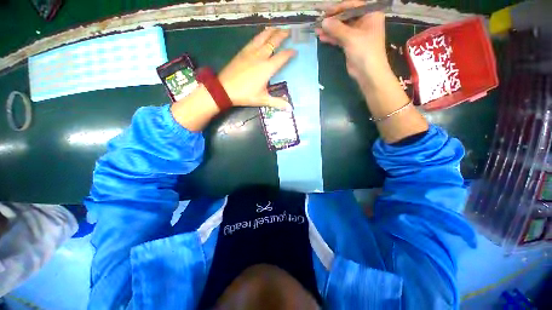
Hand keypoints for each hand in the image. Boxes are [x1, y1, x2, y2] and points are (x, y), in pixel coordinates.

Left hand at [219, 28, 296, 110]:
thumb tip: (290, 108)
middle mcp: (260, 56)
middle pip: (273, 41)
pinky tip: (261, 35)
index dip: (290, 53)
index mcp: (267, 68)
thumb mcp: (262, 100)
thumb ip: (277, 102)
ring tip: (277, 28)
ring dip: (271, 31)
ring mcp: (250, 52)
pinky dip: (260, 35)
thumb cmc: (245, 95)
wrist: (225, 89)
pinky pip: (253, 40)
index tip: (295, 51)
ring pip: (263, 37)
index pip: (282, 57)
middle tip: (289, 31)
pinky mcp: (242, 52)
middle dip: (282, 35)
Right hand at [315, 0, 388, 86]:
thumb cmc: (365, 51)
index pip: (352, 6)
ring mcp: (357, 34)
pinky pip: (340, 38)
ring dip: (330, 30)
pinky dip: (332, 38)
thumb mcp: (351, 37)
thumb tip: (323, 21)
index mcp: (370, 14)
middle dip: (332, 20)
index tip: (325, 12)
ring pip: (341, 29)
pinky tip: (322, 37)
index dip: (338, 8)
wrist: (368, 72)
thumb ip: (336, 28)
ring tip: (317, 30)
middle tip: (319, 21)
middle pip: (346, 17)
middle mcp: (364, 22)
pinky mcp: (351, 45)